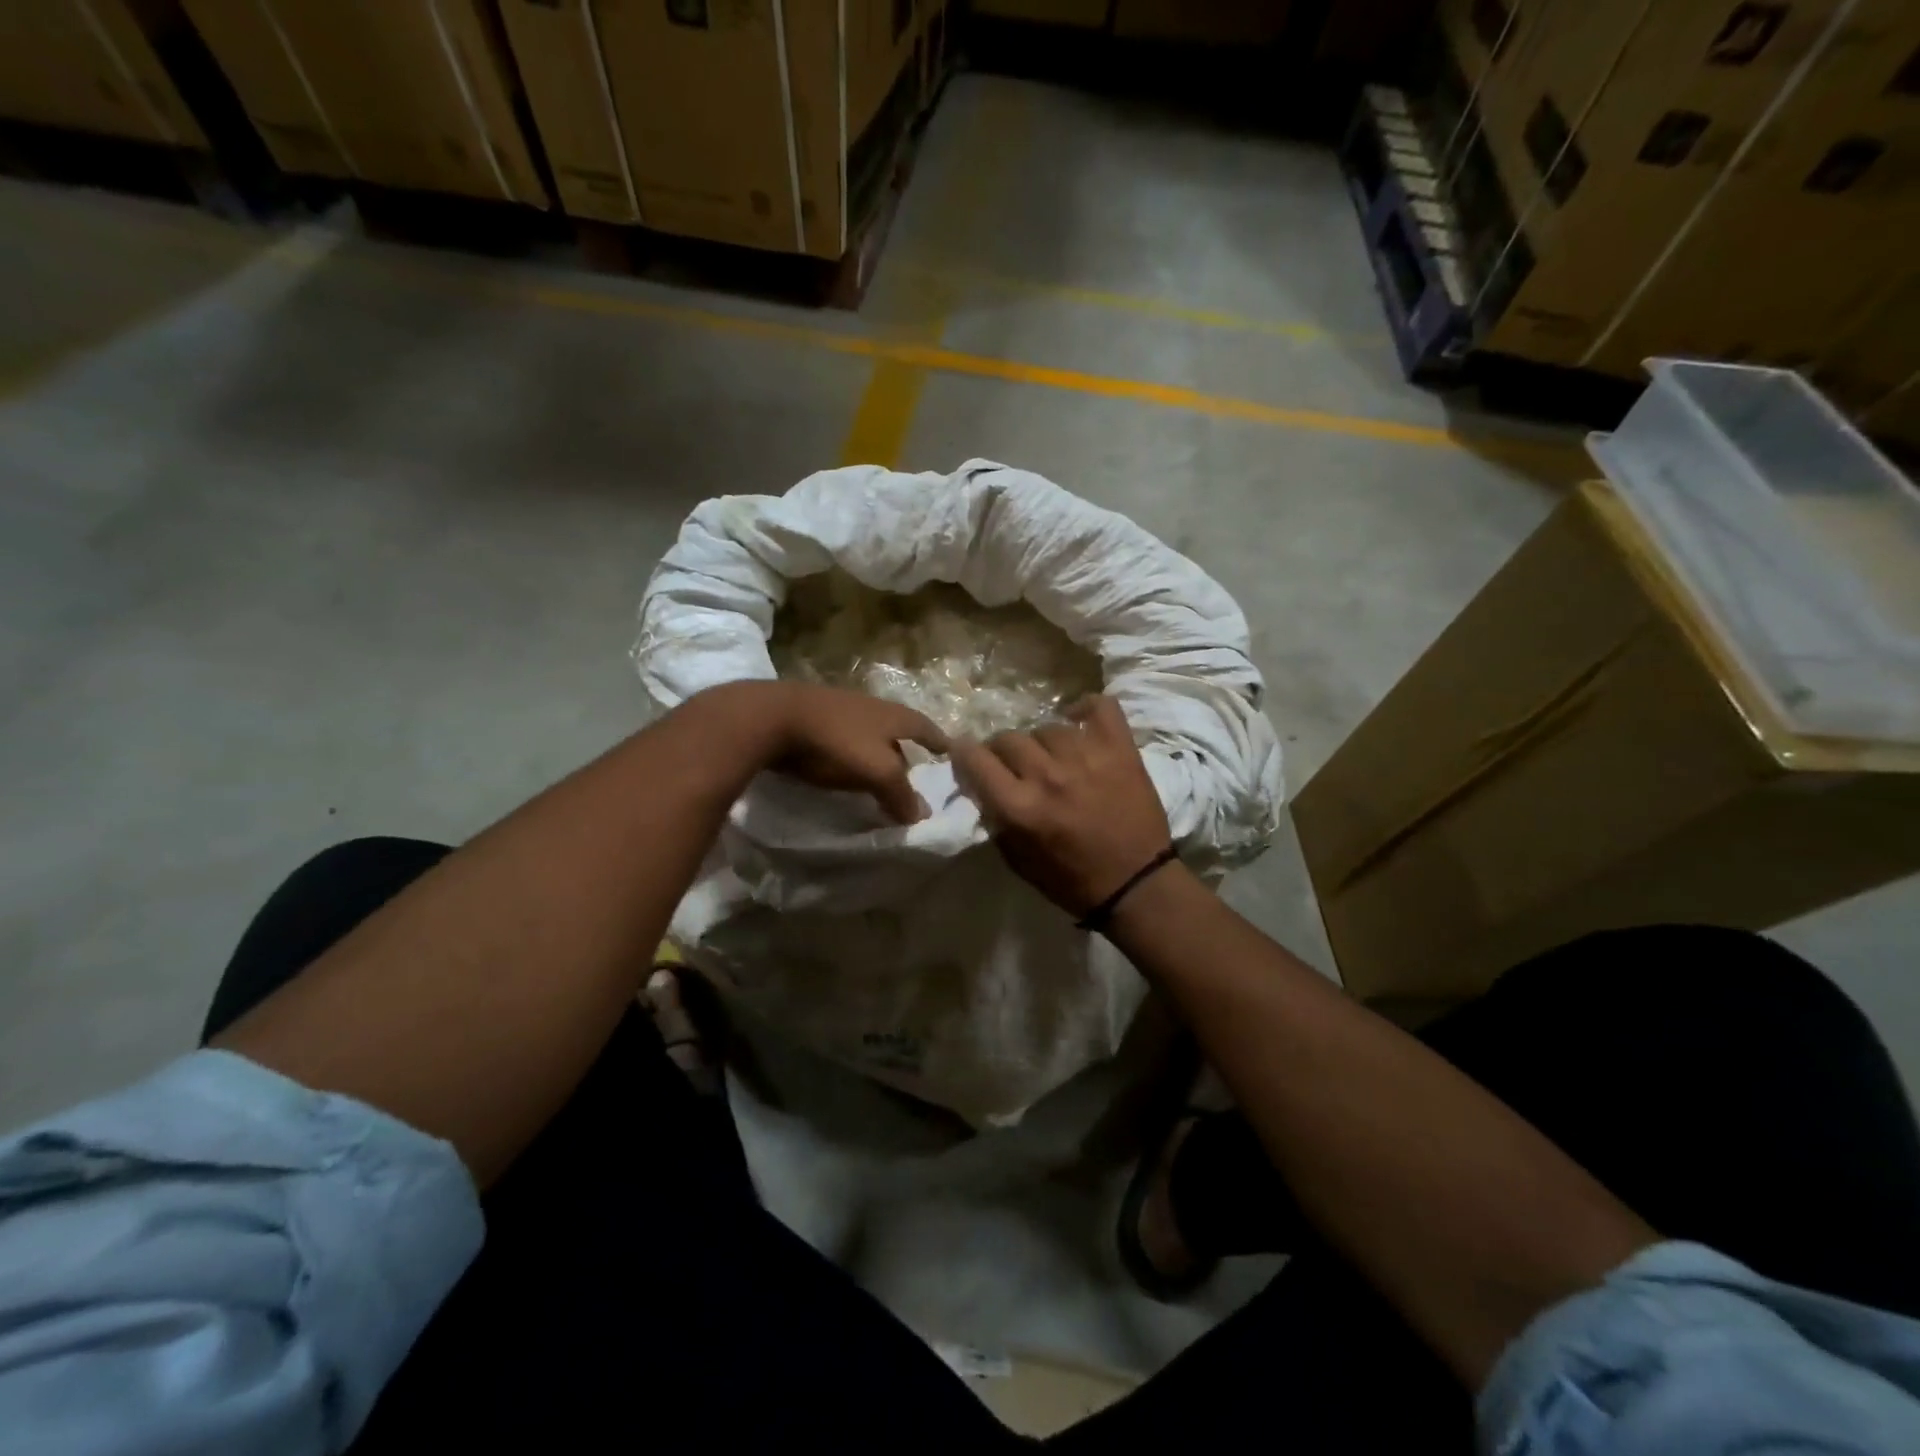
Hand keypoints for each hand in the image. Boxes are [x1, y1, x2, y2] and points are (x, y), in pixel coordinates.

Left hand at [762, 681, 948, 823]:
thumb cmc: (834, 742)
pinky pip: (841, 737)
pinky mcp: (811, 718)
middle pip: (897, 728)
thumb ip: (901, 794)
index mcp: (892, 715)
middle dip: (907, 749)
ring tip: (879, 774)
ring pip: (868, 732)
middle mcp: (870, 706)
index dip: (940, 742)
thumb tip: (921, 815)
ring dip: (877, 751)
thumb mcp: (877, 771)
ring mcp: (838, 708)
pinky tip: (843, 767)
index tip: (952, 753)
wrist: (770, 718)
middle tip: (914, 773)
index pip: (926, 727)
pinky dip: (850, 753)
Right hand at [951, 696, 1172, 915]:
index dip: (964, 754)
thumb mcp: (1017, 860)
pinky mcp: (1120, 749)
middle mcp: (1048, 776)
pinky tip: (1079, 722)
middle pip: (1008, 738)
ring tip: (1053, 757)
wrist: (1137, 884)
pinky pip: (1099, 707)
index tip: (967, 757)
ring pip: (1047, 727)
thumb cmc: (1072, 880)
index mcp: (1020, 807)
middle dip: (1002, 752)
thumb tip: (981, 785)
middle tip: (1014, 766)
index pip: (974, 758)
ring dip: (1043, 742)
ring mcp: (1087, 757)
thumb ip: (995, 818)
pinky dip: (1086, 709)